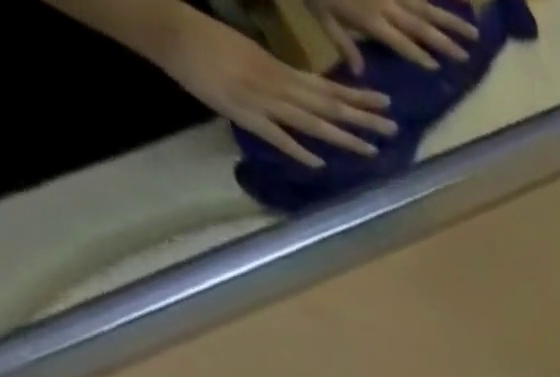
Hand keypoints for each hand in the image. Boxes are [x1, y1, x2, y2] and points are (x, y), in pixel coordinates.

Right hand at [160, 13, 394, 167]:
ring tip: (372, 150)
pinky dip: (297, 150)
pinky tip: (319, 164)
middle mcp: (279, 85)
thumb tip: (309, 95)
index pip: (328, 88)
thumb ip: (282, 77)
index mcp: (281, 70)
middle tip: (394, 128)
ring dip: (342, 137)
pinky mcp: (244, 113)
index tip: (386, 103)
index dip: (358, 98)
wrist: (165, 28)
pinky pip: (275, 135)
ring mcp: (263, 101)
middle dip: (362, 118)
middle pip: (329, 105)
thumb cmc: (207, 39)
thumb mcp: (253, 54)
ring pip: (311, 122)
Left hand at [312, 0, 478, 70]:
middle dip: (446, 42)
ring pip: (425, 7)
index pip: (403, 44)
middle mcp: (386, 4)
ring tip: (473, 32)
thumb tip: (360, 74)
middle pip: (422, 27)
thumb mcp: (320, 14)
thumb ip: (343, 43)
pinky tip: (448, 4)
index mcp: (371, 20)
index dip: (420, 56)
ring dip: (451, 21)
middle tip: (468, 55)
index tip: (437, 68)